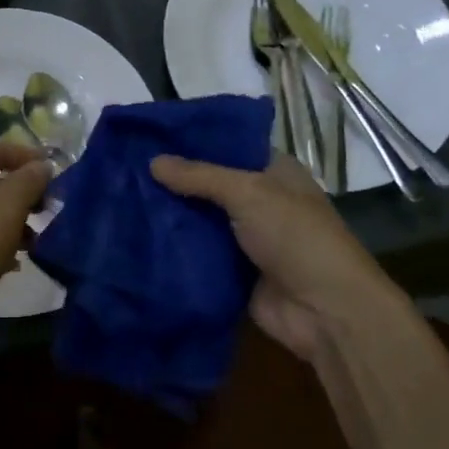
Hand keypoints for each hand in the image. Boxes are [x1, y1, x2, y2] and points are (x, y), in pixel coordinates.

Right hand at [150, 153, 408, 363]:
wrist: (325, 311)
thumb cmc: (295, 237)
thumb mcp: (248, 193)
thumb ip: (199, 176)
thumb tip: (152, 160)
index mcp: (274, 172)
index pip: (228, 146)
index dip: (192, 141)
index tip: (149, 136)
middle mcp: (260, 201)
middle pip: (209, 185)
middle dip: (173, 180)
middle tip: (125, 168)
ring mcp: (246, 239)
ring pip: (200, 220)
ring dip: (171, 215)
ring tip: (122, 199)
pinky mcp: (233, 272)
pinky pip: (198, 254)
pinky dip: (175, 248)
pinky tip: (136, 236)